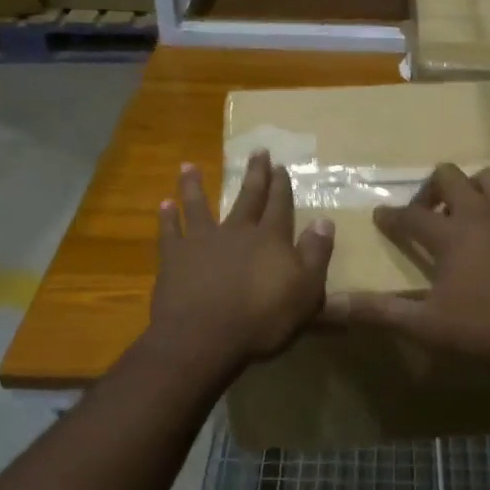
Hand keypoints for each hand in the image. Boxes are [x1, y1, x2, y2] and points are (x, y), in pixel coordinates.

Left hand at [150, 150, 334, 371]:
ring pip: (199, 205)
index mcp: (271, 238)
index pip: (280, 205)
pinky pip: (170, 232)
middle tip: (257, 151)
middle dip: (255, 174)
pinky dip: (167, 218)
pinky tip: (164, 204)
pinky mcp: (174, 258)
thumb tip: (325, 221)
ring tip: (189, 166)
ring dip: (195, 186)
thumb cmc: (262, 319)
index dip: (282, 186)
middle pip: (247, 197)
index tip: (281, 165)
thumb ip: (316, 254)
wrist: (204, 338)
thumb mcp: (306, 291)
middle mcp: (237, 231)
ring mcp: (202, 241)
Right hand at [322, 162, 489, 367]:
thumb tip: (330, 306)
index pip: (409, 215)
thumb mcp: (426, 325)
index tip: (380, 218)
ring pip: (486, 178)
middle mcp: (479, 213)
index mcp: (450, 233)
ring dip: (468, 189)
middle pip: (449, 176)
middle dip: (429, 190)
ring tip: (460, 216)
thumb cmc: (485, 328)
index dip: (391, 216)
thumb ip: (379, 312)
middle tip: (424, 217)